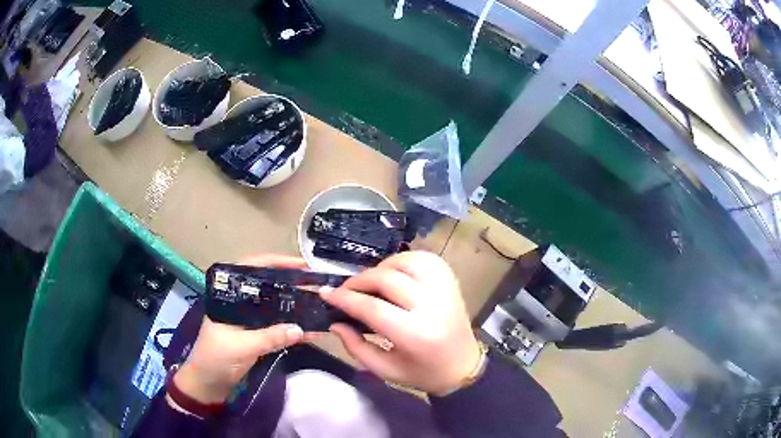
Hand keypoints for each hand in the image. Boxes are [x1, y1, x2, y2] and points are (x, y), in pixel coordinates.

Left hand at [173, 255, 306, 403]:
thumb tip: (300, 329)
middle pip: (267, 286)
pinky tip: (312, 331)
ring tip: (318, 303)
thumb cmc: (215, 359)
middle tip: (315, 283)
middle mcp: (239, 304)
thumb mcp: (241, 346)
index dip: (275, 262)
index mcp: (229, 297)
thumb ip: (269, 337)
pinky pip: (278, 328)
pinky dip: (293, 329)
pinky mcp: (256, 336)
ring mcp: (249, 321)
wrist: (208, 385)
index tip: (300, 265)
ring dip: (295, 306)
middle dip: (290, 283)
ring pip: (274, 307)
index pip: (251, 269)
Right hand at [321, 251, 481, 395]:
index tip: (326, 293)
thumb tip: (334, 322)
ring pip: (406, 261)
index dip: (345, 299)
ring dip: (382, 267)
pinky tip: (394, 273)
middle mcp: (433, 306)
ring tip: (371, 282)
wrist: (463, 366)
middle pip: (387, 279)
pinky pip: (424, 258)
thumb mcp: (386, 370)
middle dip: (358, 281)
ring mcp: (445, 289)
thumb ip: (356, 347)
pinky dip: (404, 260)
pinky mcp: (451, 281)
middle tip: (345, 290)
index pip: (373, 308)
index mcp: (416, 335)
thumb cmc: (423, 373)